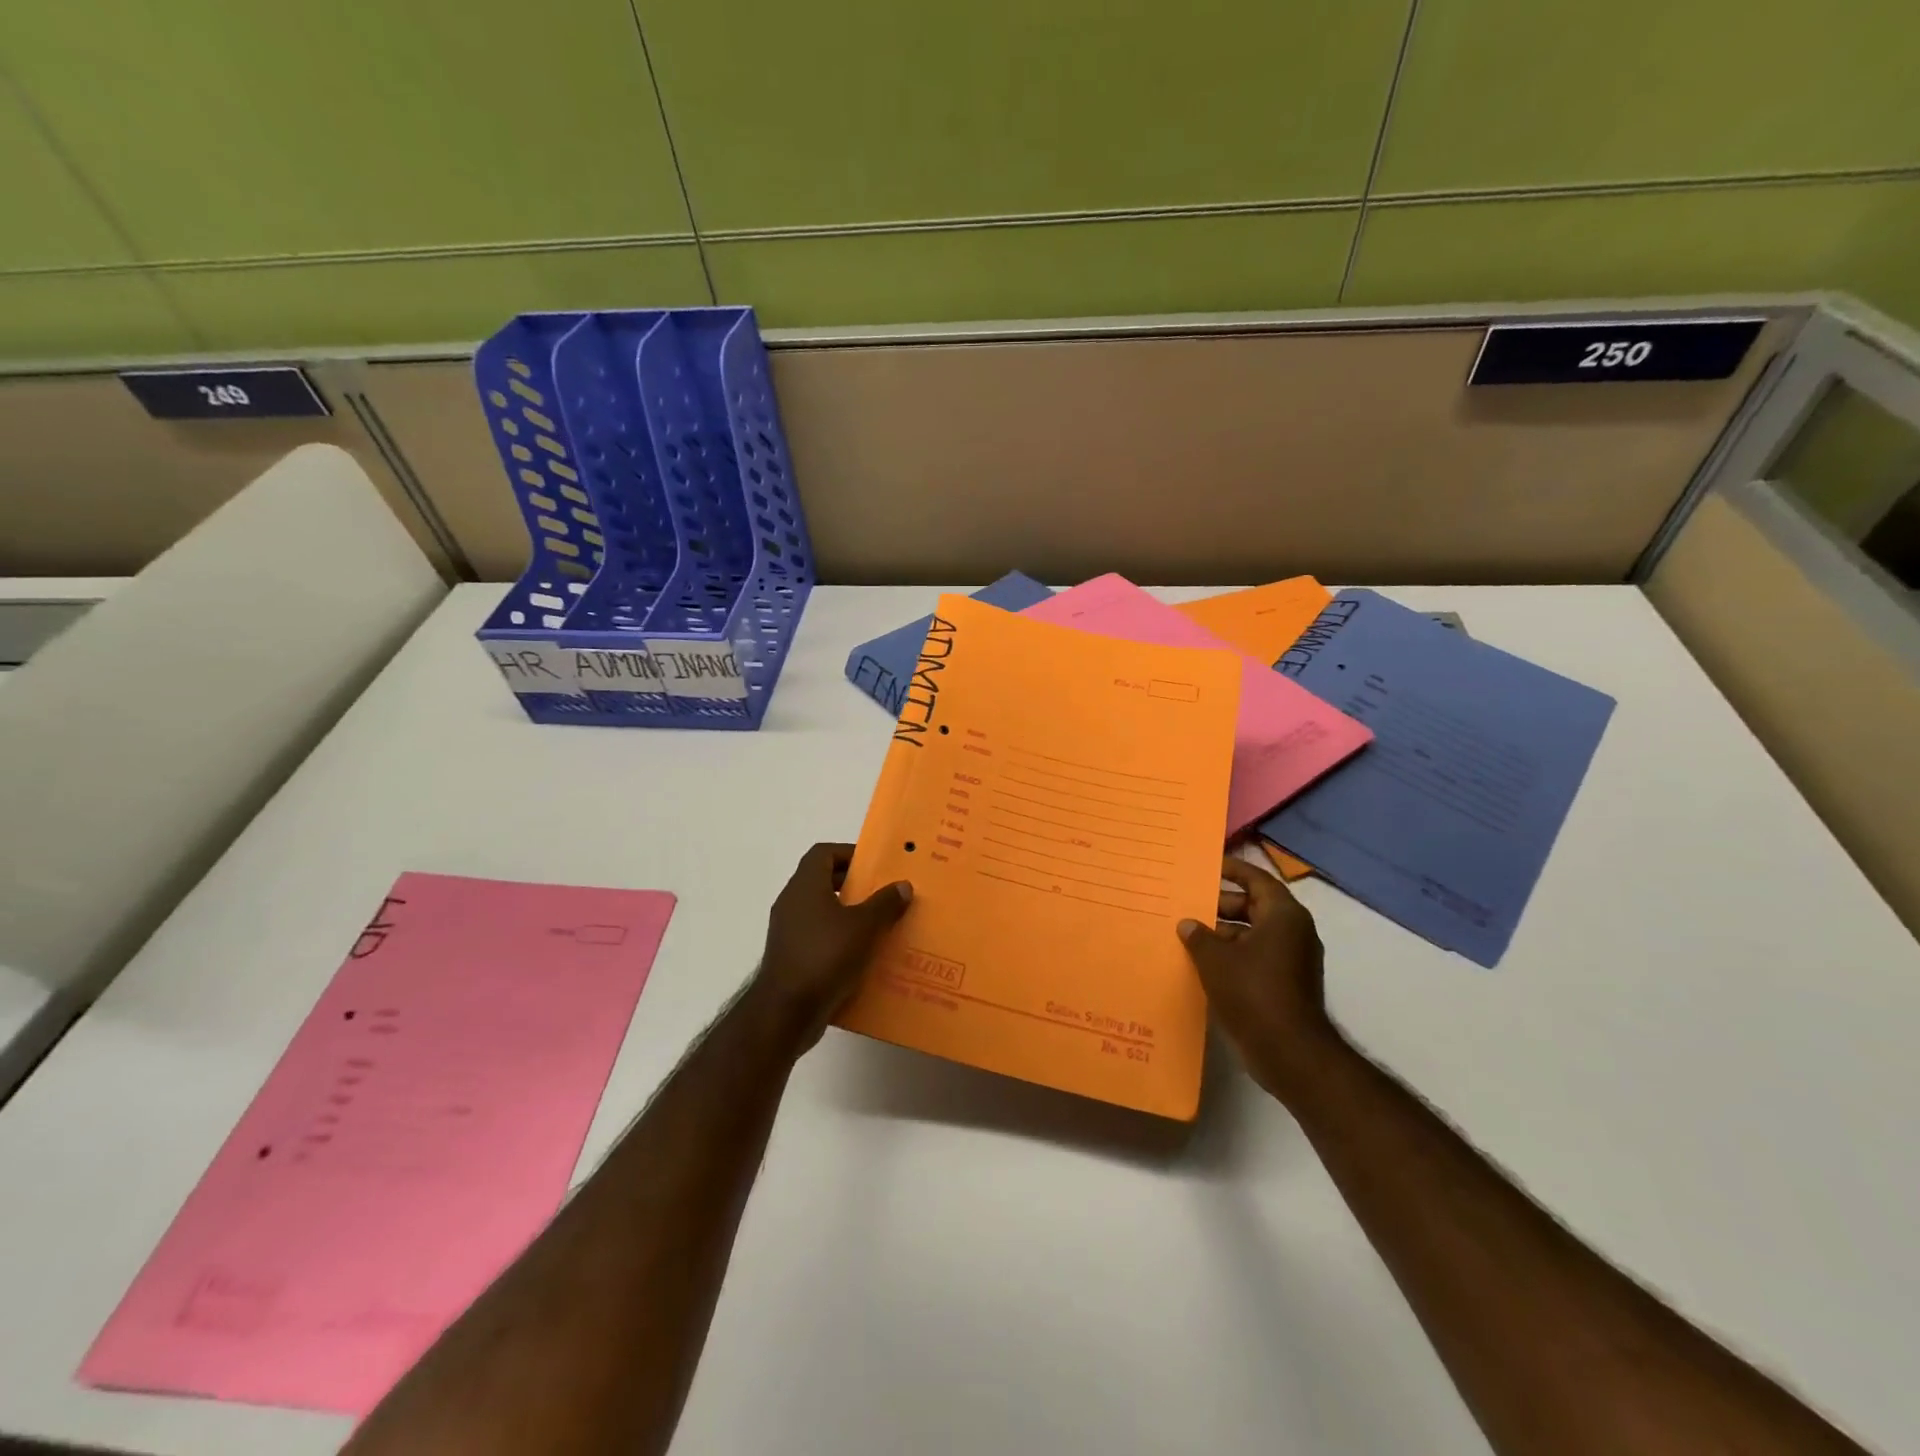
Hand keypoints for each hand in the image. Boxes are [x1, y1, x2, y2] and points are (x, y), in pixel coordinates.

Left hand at [750, 842, 911, 1051]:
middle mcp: (792, 903)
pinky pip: (819, 939)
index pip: (823, 853)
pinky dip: (840, 941)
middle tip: (883, 894)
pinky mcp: (791, 959)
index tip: (874, 865)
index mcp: (805, 886)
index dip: (848, 853)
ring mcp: (788, 932)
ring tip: (880, 926)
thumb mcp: (864, 927)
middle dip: (853, 886)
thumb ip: (885, 903)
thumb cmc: (825, 956)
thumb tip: (902, 885)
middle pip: (822, 881)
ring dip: (848, 915)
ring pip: (822, 912)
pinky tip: (864, 956)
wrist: (786, 1012)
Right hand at [1179, 856, 1343, 1100]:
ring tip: (1189, 935)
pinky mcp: (1287, 984)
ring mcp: (1293, 960)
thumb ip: (1199, 936)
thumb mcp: (1215, 960)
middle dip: (1222, 905)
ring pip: (1254, 934)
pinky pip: (1256, 957)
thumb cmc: (1253, 993)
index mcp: (1283, 916)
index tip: (1208, 866)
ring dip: (1224, 933)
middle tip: (1189, 905)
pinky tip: (1204, 964)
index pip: (1257, 880)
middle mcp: (1294, 932)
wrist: (1289, 1052)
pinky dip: (1233, 955)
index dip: (1232, 870)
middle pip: (1255, 907)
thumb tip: (1188, 924)